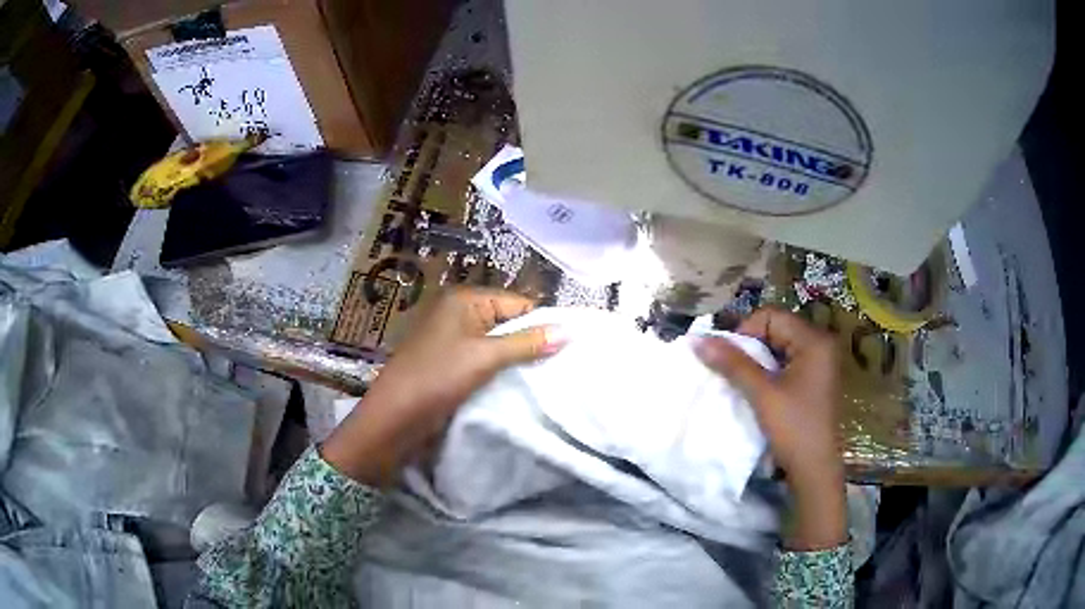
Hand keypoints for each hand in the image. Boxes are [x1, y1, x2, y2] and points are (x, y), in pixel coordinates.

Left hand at [321, 288, 565, 486]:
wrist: (394, 419)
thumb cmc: (436, 378)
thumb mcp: (484, 357)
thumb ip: (527, 343)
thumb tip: (569, 331)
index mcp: (463, 300)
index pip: (516, 302)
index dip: (543, 322)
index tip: (570, 345)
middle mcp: (458, 314)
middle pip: (508, 322)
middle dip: (532, 342)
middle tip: (563, 363)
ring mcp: (452, 340)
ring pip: (497, 344)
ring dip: (518, 359)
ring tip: (548, 376)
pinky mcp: (450, 365)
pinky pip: (484, 361)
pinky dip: (501, 371)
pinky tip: (521, 385)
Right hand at [694, 308, 845, 549]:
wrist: (815, 469)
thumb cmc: (793, 428)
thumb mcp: (762, 394)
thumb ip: (732, 364)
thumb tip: (697, 339)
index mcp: (814, 340)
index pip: (771, 316)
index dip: (745, 332)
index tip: (730, 359)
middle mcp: (821, 344)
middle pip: (776, 329)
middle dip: (751, 347)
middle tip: (735, 373)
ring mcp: (821, 363)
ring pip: (780, 347)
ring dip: (758, 361)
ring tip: (745, 383)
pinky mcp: (816, 379)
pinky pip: (787, 363)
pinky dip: (769, 371)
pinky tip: (760, 390)